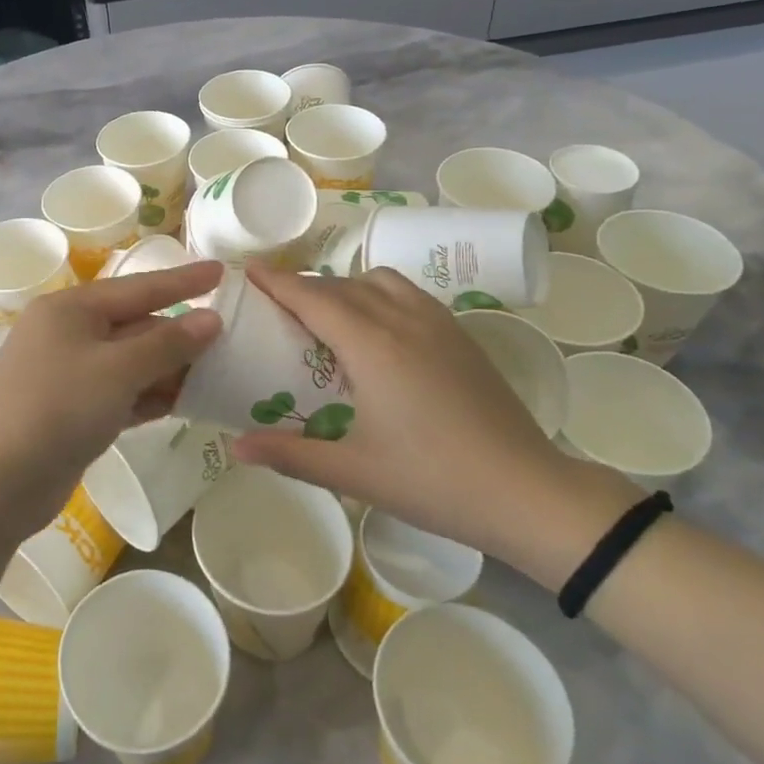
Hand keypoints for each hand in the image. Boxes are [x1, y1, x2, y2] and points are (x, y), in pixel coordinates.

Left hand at [0, 261, 223, 542]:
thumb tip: (210, 319)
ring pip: (130, 363)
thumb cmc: (57, 407)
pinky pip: (120, 393)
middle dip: (180, 335)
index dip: (183, 280)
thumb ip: (167, 343)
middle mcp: (68, 333)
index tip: (222, 272)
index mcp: (71, 308)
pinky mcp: (71, 411)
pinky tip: (183, 403)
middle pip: (135, 326)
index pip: (139, 287)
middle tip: (232, 339)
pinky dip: (149, 396)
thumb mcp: (117, 370)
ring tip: (218, 373)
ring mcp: (67, 374)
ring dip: (169, 370)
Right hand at [232, 261, 637, 582]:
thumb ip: (290, 454)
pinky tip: (378, 329)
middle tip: (275, 304)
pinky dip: (379, 294)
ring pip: (379, 281)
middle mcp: (402, 320)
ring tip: (327, 315)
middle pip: (341, 285)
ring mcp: (437, 323)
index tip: (248, 271)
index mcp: (372, 346)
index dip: (277, 281)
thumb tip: (236, 447)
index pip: (313, 297)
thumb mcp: (353, 472)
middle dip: (304, 286)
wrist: (528, 492)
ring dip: (345, 286)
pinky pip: (408, 293)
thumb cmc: (433, 481)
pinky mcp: (460, 335)